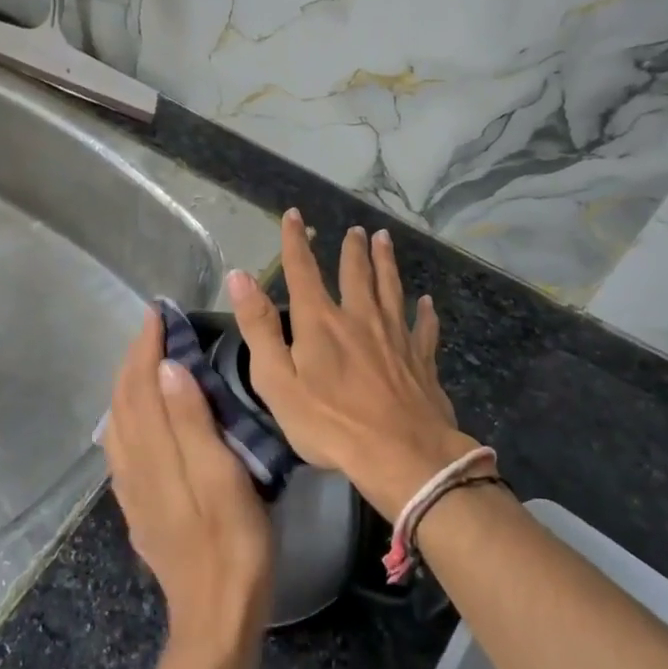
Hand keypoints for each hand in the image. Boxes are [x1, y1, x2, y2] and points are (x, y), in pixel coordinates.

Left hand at [103, 307, 274, 657]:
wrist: (215, 617)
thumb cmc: (233, 542)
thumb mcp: (222, 477)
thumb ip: (192, 422)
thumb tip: (165, 368)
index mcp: (155, 453)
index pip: (140, 385)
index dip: (145, 346)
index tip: (157, 312)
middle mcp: (134, 467)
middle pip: (123, 401)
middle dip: (134, 359)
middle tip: (154, 327)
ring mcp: (134, 491)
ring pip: (119, 424)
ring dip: (128, 385)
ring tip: (147, 361)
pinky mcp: (140, 509)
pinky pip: (123, 449)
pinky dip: (128, 417)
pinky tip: (141, 419)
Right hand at [225, 209, 477, 520]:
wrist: (401, 454)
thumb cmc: (330, 423)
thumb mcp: (278, 381)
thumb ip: (259, 328)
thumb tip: (240, 277)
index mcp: (321, 322)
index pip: (303, 271)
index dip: (295, 241)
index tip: (294, 215)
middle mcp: (360, 318)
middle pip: (356, 274)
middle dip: (352, 249)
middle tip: (356, 230)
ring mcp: (395, 336)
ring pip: (391, 289)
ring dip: (387, 263)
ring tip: (384, 240)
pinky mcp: (421, 358)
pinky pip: (423, 327)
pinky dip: (424, 313)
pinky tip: (427, 303)